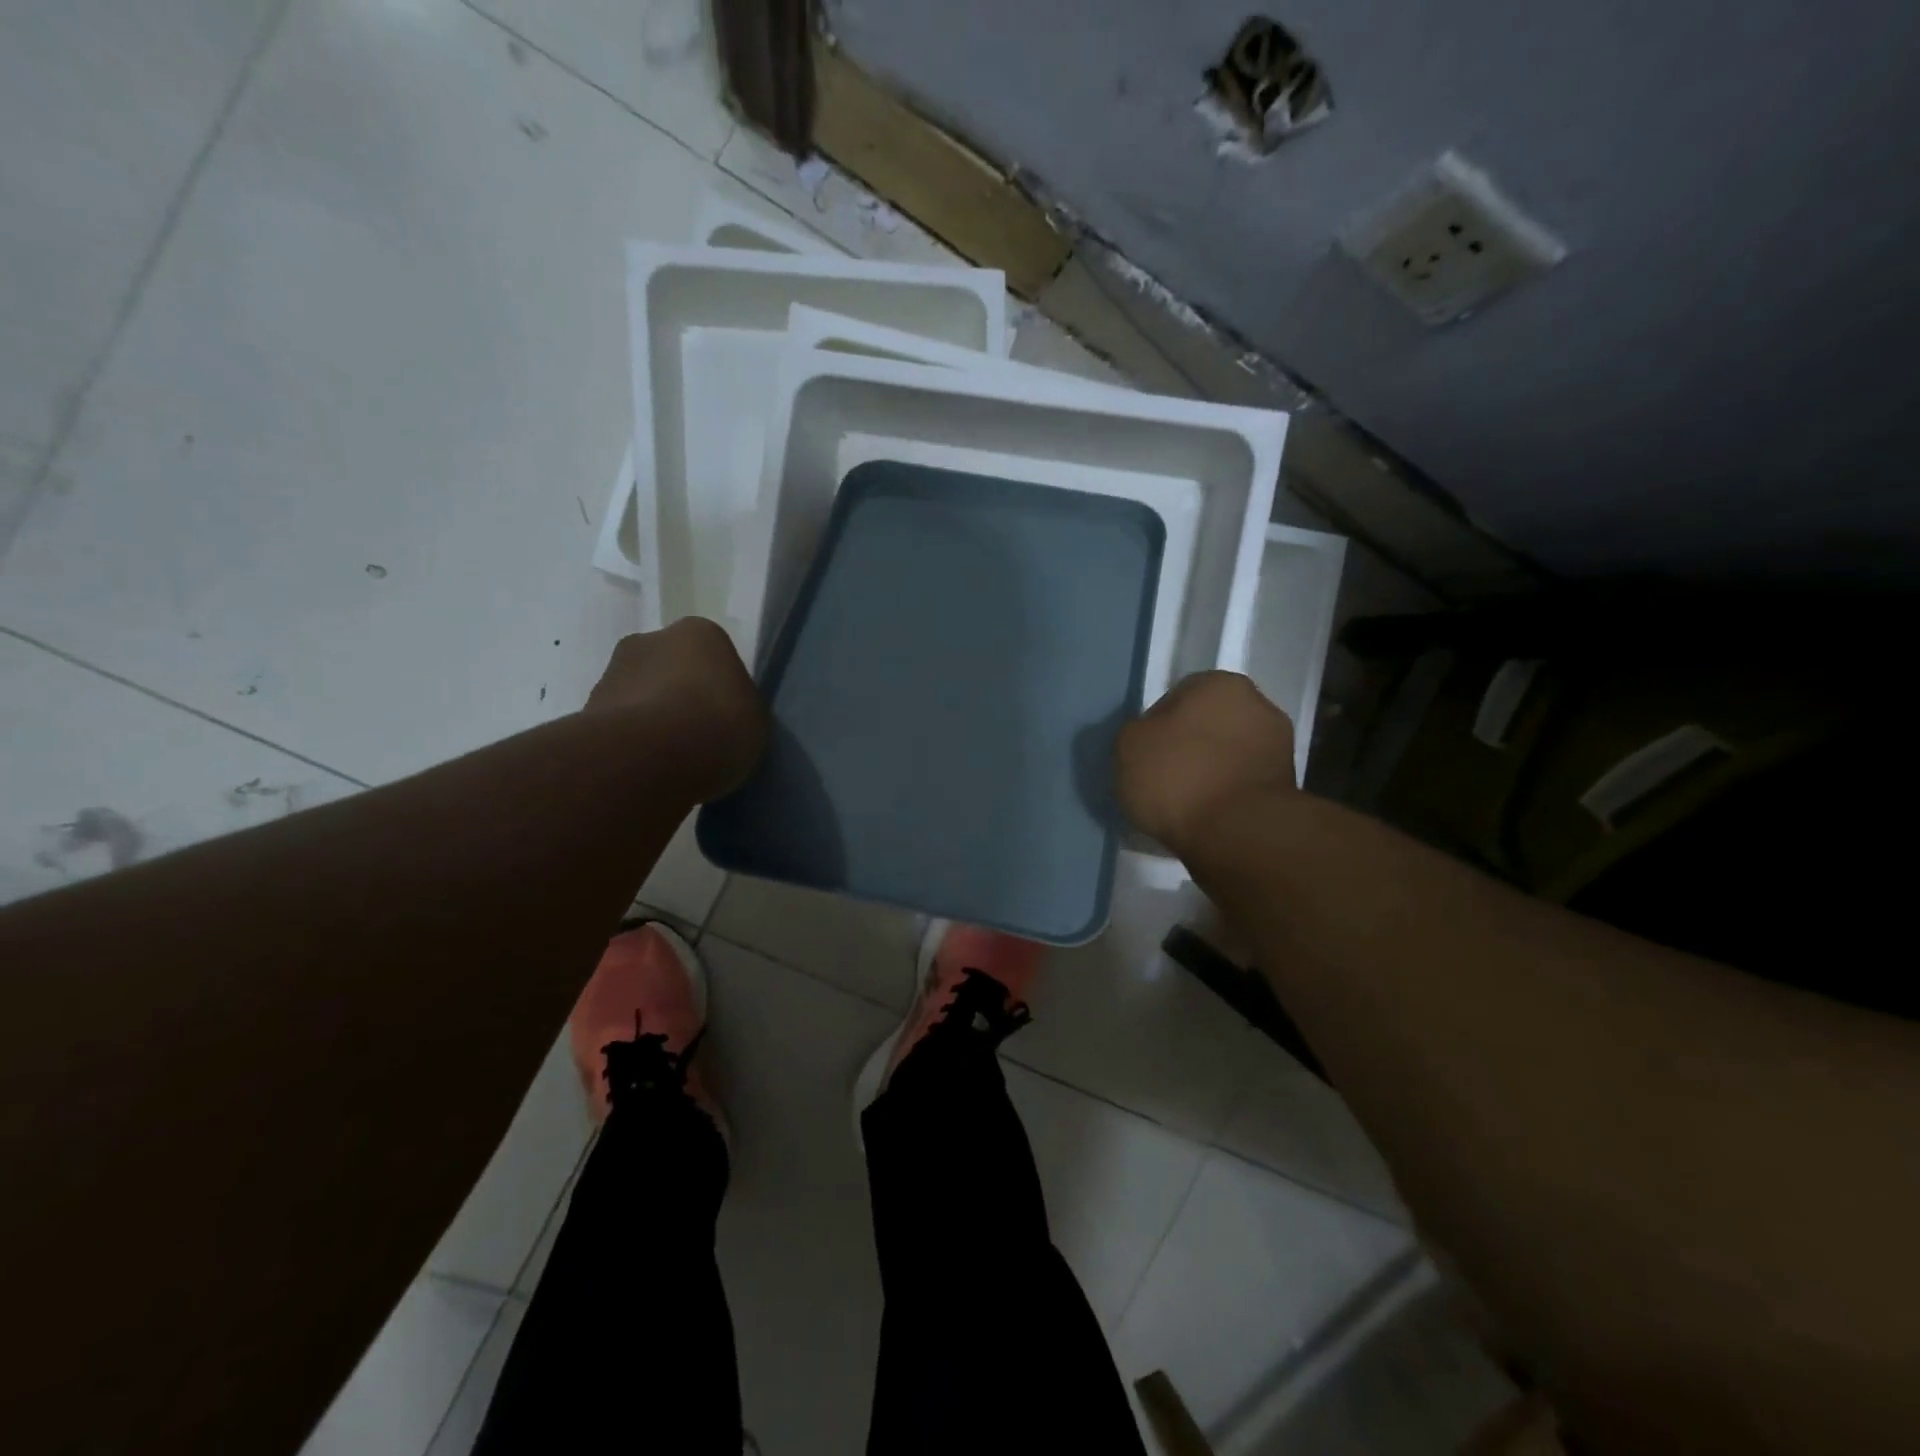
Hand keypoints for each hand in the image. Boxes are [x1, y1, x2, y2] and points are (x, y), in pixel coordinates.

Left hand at [584, 619, 768, 798]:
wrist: (653, 756)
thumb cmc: (720, 725)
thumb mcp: (754, 718)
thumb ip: (736, 708)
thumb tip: (716, 717)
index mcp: (699, 633)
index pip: (711, 654)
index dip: (717, 687)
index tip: (723, 716)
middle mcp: (649, 640)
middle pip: (668, 668)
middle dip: (677, 696)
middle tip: (695, 735)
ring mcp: (612, 673)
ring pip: (638, 696)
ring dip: (650, 720)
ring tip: (670, 761)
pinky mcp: (587, 710)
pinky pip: (618, 727)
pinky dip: (630, 744)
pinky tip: (648, 770)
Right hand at [1115, 671, 1296, 858]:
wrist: (1238, 834)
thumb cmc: (1178, 777)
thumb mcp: (1129, 745)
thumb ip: (1138, 732)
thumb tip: (1151, 738)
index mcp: (1219, 683)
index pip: (1178, 697)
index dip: (1158, 726)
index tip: (1146, 755)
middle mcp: (1257, 704)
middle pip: (1209, 724)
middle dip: (1190, 746)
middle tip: (1164, 776)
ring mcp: (1278, 746)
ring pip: (1228, 755)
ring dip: (1211, 772)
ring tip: (1184, 803)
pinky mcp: (1287, 787)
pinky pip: (1242, 784)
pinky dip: (1227, 796)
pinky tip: (1206, 817)